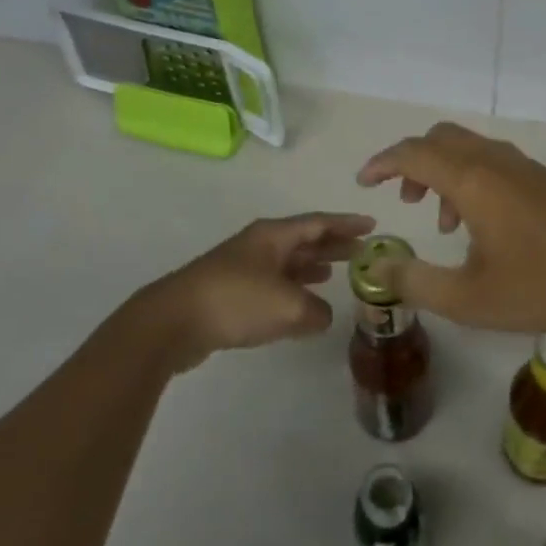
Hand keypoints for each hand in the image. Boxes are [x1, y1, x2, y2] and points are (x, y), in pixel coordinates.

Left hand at [133, 212, 374, 371]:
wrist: (173, 322)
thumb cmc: (235, 301)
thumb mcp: (288, 306)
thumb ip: (316, 310)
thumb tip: (321, 315)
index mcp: (274, 235)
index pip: (319, 223)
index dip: (347, 224)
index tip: (372, 224)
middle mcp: (261, 245)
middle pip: (305, 239)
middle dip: (333, 244)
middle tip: (362, 250)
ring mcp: (244, 267)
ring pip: (289, 262)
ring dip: (314, 266)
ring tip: (337, 272)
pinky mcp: (232, 293)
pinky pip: (274, 284)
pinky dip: (294, 288)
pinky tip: (302, 302)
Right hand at [355, 122, 545, 333]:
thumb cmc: (543, 285)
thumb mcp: (469, 299)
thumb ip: (416, 282)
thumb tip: (378, 267)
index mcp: (472, 179)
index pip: (413, 153)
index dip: (382, 163)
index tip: (363, 182)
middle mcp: (494, 160)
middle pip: (439, 138)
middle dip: (412, 163)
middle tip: (404, 201)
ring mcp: (522, 165)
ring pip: (467, 148)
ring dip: (443, 172)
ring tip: (443, 224)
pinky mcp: (542, 177)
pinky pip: (491, 160)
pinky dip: (470, 178)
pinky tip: (482, 226)